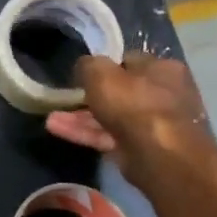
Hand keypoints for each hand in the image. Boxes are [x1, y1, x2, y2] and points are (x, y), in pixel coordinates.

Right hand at [45, 51, 213, 182]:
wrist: (158, 155)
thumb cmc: (134, 104)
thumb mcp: (101, 73)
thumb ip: (88, 65)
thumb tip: (84, 67)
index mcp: (163, 69)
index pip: (129, 61)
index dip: (104, 66)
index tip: (83, 74)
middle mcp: (165, 94)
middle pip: (120, 91)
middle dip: (89, 96)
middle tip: (66, 98)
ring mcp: (154, 124)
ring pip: (111, 117)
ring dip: (81, 117)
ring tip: (51, 118)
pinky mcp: (142, 149)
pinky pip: (109, 137)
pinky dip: (86, 133)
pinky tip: (58, 130)